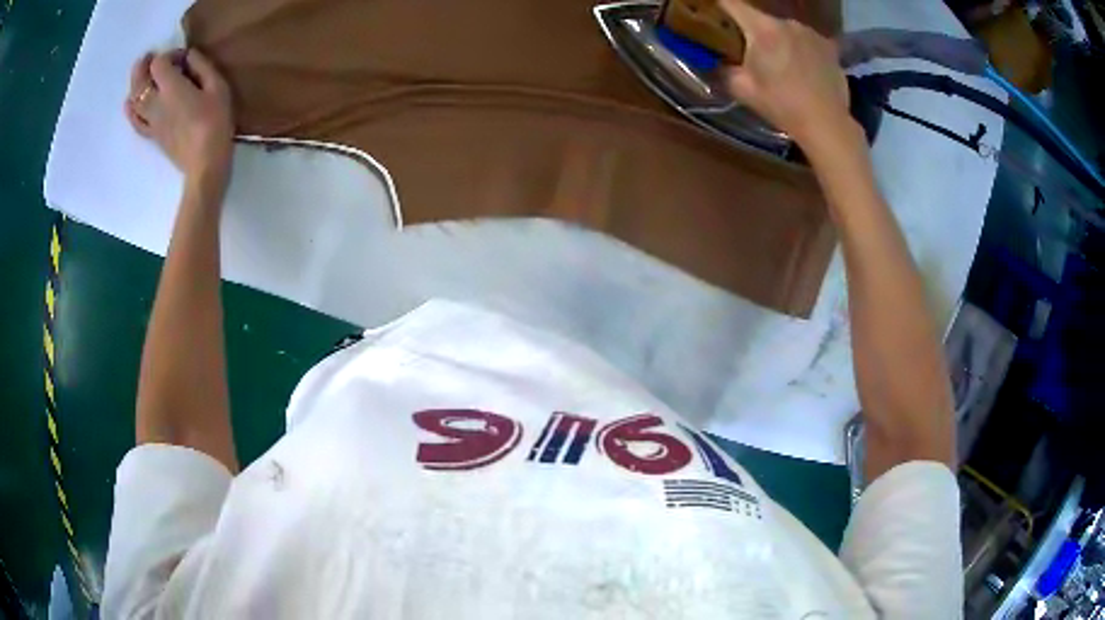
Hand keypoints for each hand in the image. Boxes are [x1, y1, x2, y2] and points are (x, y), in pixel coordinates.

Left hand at [126, 49, 233, 187]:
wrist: (204, 164)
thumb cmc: (215, 122)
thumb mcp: (217, 87)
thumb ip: (202, 66)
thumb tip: (189, 55)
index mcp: (171, 88)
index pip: (158, 63)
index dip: (168, 55)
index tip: (182, 58)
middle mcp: (155, 103)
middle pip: (140, 80)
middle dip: (143, 66)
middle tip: (149, 58)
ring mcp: (151, 121)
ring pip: (134, 100)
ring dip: (135, 85)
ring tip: (141, 76)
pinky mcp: (152, 135)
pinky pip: (135, 121)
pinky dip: (131, 110)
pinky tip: (130, 104)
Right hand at [718, 0, 852, 149]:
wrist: (827, 124)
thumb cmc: (782, 106)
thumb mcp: (743, 90)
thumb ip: (725, 70)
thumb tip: (718, 63)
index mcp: (762, 29)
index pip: (732, 4)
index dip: (721, 4)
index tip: (715, 7)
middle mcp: (787, 23)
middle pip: (762, 20)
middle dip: (755, 32)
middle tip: (754, 54)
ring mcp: (811, 33)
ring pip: (786, 31)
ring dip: (781, 41)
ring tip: (783, 65)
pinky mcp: (829, 47)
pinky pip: (807, 42)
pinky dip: (802, 50)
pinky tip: (804, 70)